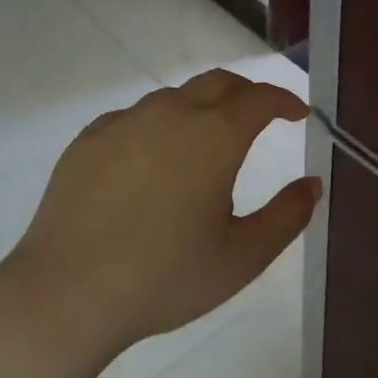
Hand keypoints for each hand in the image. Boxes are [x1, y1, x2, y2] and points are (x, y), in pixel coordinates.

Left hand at [0, 68, 320, 368]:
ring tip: (207, 141)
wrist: (65, 295)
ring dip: (202, 107)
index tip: (298, 112)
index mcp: (215, 136)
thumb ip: (287, 216)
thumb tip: (312, 184)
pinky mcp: (89, 139)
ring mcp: (125, 122)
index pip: (260, 98)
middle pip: (219, 83)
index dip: (285, 100)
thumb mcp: (243, 257)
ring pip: (175, 97)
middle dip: (247, 93)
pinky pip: (135, 117)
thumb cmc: (165, 277)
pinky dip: (159, 125)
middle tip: (260, 116)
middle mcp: (172, 114)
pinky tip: (153, 158)